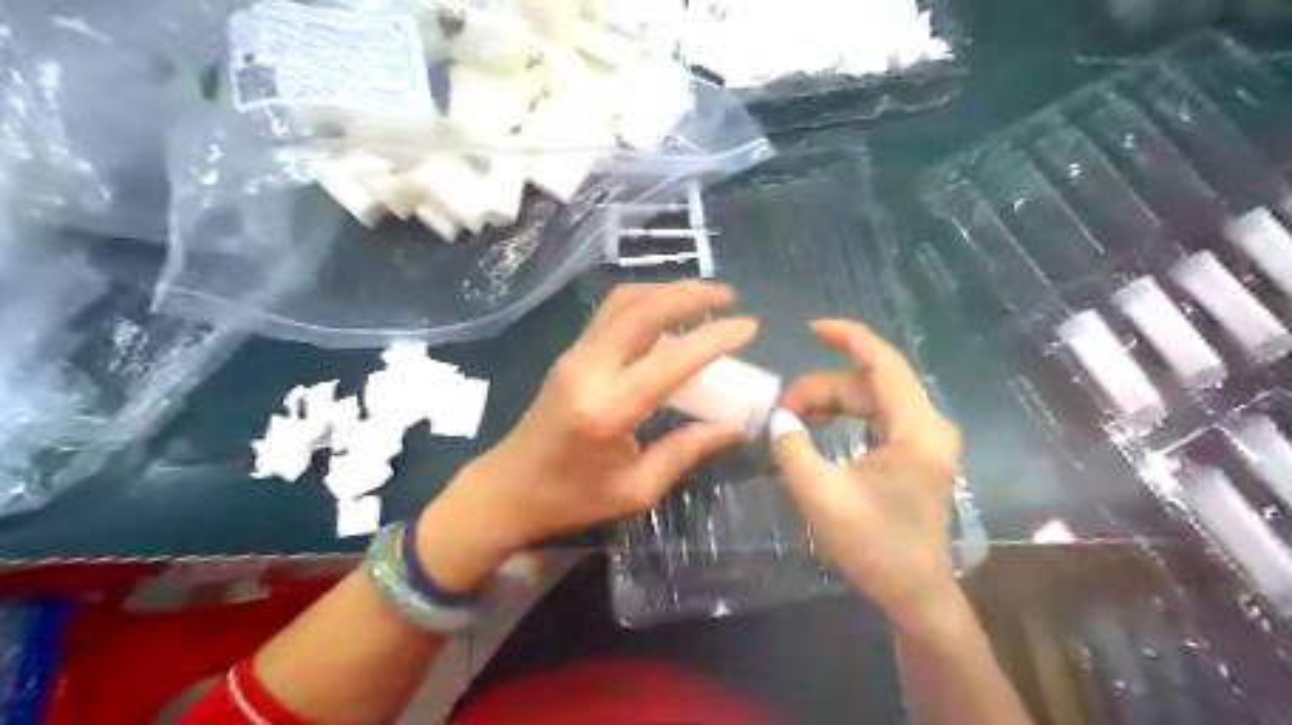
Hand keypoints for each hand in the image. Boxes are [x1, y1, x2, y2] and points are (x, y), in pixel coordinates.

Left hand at [414, 279, 758, 590]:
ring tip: (702, 297)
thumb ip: (686, 451)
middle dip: (691, 294)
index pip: (672, 359)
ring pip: (623, 301)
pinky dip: (644, 302)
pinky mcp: (569, 354)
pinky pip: (611, 312)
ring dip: (665, 291)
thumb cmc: (571, 499)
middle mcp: (589, 369)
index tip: (750, 326)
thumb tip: (734, 427)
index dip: (716, 338)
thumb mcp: (636, 489)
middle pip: (643, 309)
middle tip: (728, 296)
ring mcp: (574, 356)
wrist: (506, 490)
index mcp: (608, 409)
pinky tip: (666, 311)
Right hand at [771, 319, 963, 632]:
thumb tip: (778, 418)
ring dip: (832, 401)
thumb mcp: (821, 496)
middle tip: (782, 410)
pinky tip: (820, 426)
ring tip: (794, 419)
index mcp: (916, 430)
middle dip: (822, 388)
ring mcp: (926, 438)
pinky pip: (878, 415)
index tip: (811, 328)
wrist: (914, 592)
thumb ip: (792, 449)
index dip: (848, 338)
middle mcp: (929, 425)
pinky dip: (846, 415)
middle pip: (870, 383)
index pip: (883, 363)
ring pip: (872, 399)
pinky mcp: (917, 451)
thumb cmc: (873, 546)